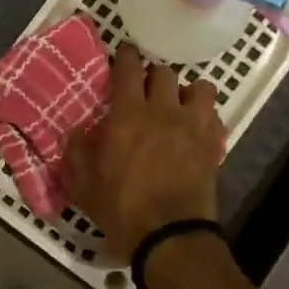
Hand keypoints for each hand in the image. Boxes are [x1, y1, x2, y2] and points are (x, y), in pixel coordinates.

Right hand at [67, 43, 224, 260]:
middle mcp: (163, 111)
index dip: (125, 56)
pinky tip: (195, 126)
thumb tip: (75, 132)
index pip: (128, 69)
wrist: (171, 236)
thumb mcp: (85, 185)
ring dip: (185, 90)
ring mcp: (193, 126)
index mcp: (128, 115)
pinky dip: (204, 114)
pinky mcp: (213, 144)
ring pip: (198, 87)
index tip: (123, 53)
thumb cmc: (122, 209)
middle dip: (152, 75)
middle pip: (164, 72)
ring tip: (176, 104)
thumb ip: (77, 152)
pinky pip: (214, 114)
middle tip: (144, 87)